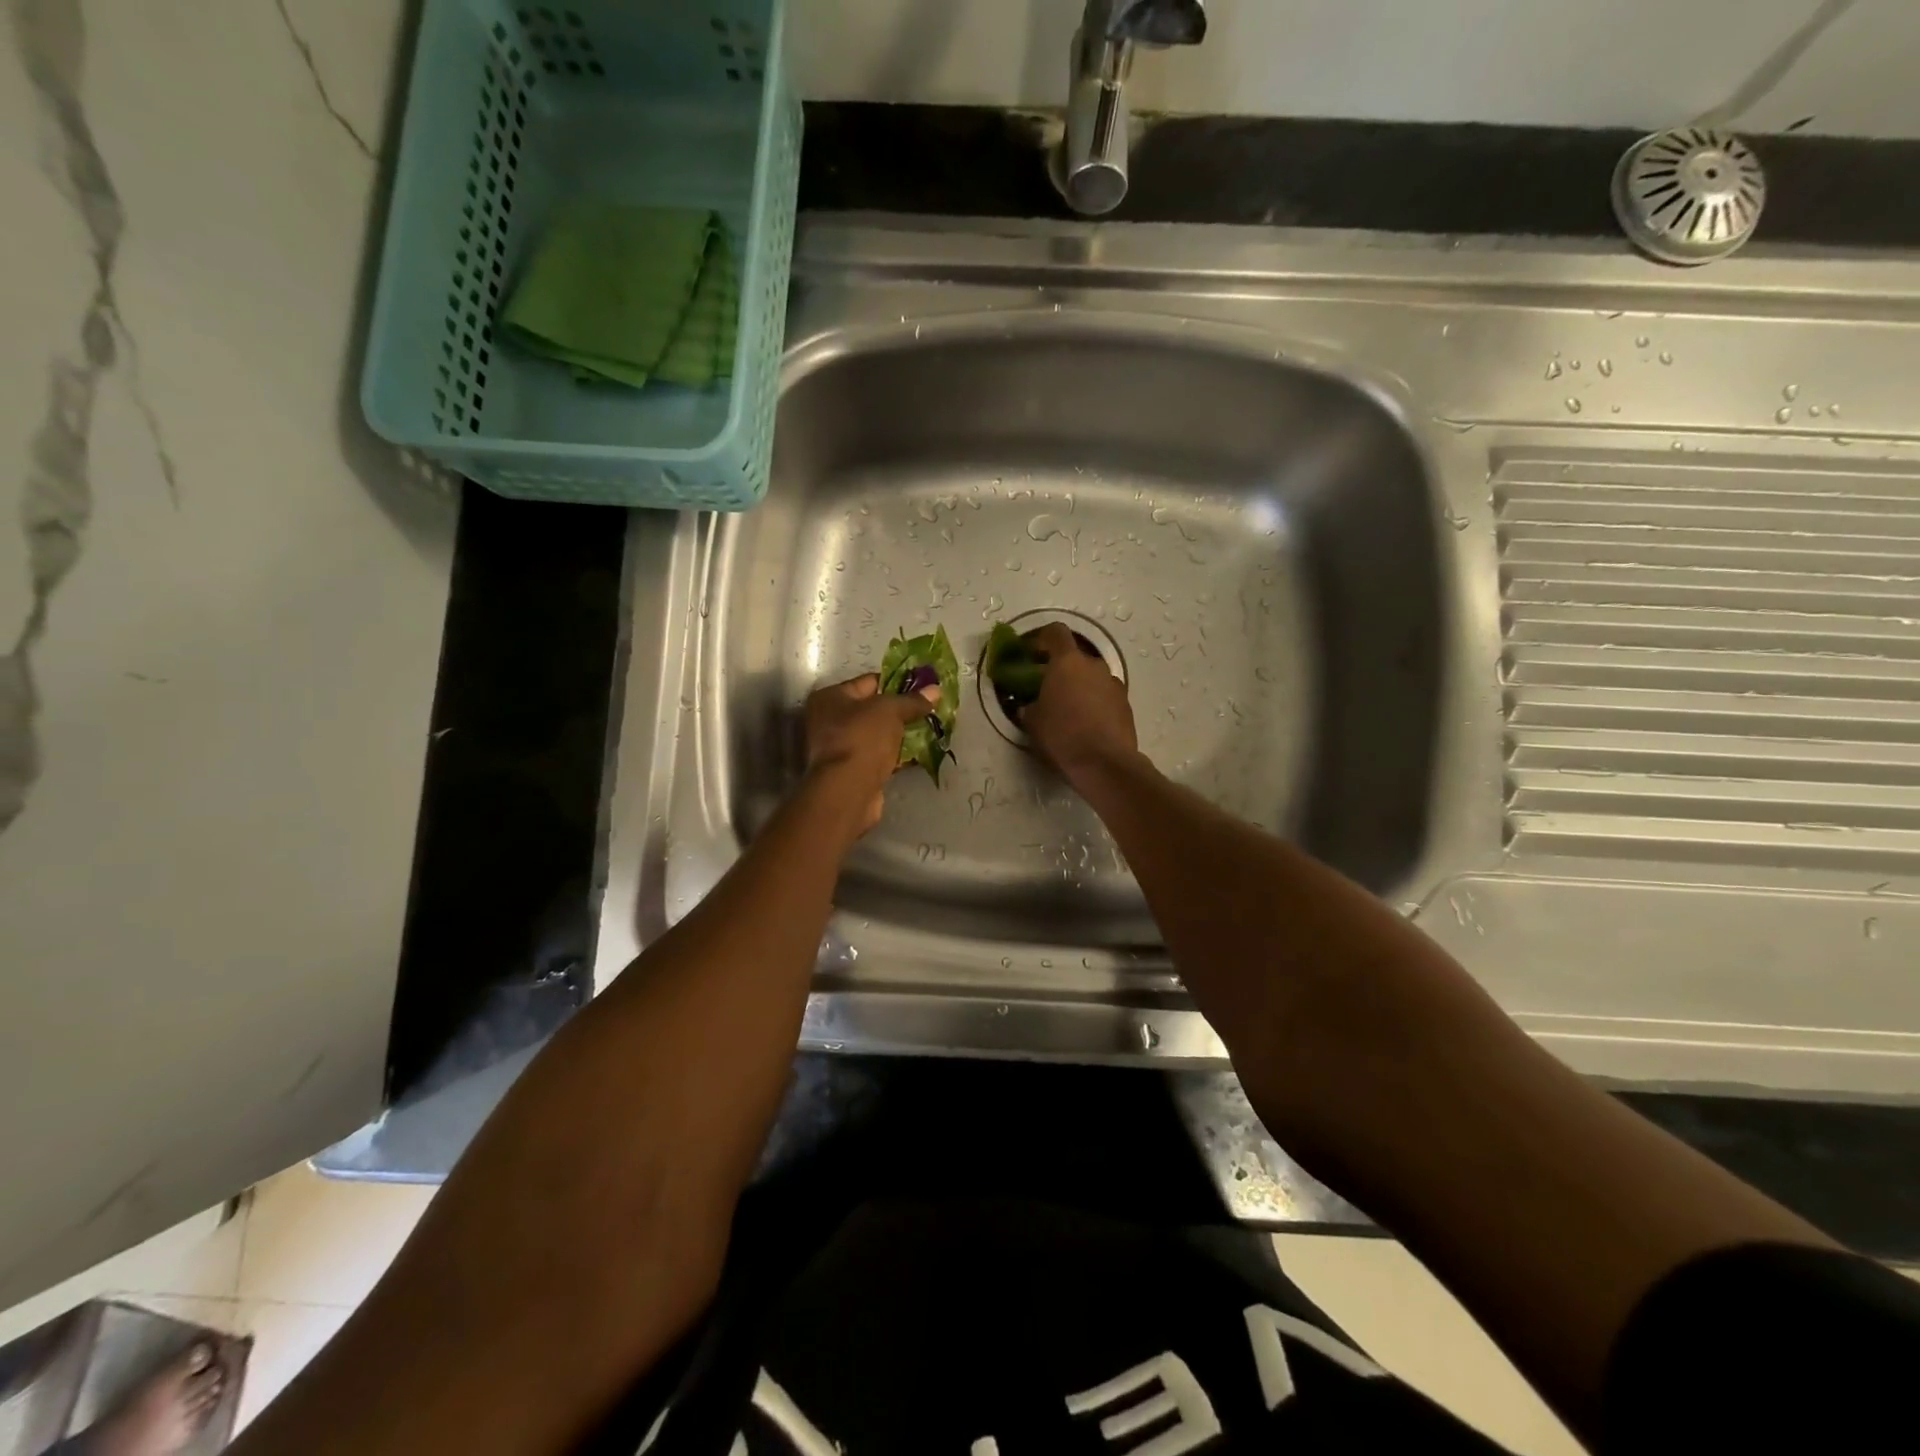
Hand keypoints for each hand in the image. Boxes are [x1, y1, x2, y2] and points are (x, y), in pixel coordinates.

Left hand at [805, 673, 942, 834]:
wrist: (848, 791)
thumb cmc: (862, 739)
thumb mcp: (891, 711)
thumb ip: (912, 700)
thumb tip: (935, 689)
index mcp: (830, 697)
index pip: (869, 682)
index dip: (897, 682)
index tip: (922, 688)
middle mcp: (828, 720)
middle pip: (871, 709)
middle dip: (899, 711)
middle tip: (927, 710)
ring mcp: (837, 748)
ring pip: (875, 734)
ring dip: (897, 734)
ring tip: (927, 730)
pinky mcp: (850, 771)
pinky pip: (876, 755)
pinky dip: (894, 754)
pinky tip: (916, 754)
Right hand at [1020, 623, 1137, 782]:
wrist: (1105, 763)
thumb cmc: (1062, 735)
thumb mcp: (1032, 721)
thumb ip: (1028, 705)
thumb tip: (1030, 704)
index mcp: (1068, 662)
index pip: (1055, 633)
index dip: (1041, 639)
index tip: (1030, 653)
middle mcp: (1094, 665)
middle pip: (1075, 657)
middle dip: (1060, 669)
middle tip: (1046, 687)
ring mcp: (1113, 684)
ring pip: (1091, 677)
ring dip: (1079, 686)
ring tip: (1067, 710)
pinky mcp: (1125, 704)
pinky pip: (1104, 695)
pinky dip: (1094, 703)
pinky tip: (1085, 724)